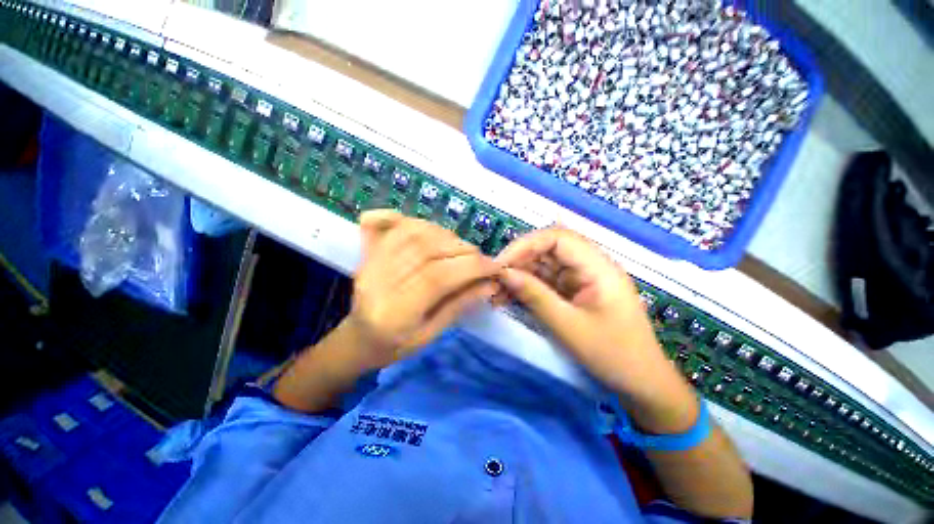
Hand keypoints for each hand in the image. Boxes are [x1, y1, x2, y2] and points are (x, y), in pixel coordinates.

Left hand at [348, 210, 501, 369]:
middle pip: (427, 250)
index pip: (437, 278)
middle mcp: (378, 281)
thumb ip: (459, 306)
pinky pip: (386, 222)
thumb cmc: (395, 345)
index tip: (493, 267)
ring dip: (445, 235)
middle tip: (480, 259)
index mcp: (394, 312)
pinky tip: (428, 230)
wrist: (358, 338)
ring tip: (459, 248)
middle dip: (463, 250)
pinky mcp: (367, 251)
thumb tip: (490, 283)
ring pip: (412, 232)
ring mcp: (369, 261)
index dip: (471, 267)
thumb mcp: (430, 335)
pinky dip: (412, 220)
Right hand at [495, 227, 680, 399]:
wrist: (641, 383)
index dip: (526, 245)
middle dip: (519, 260)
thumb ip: (535, 296)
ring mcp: (580, 278)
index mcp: (598, 267)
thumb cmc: (613, 355)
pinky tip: (508, 298)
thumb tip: (504, 274)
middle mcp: (589, 265)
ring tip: (496, 291)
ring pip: (543, 265)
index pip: (558, 237)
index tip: (502, 264)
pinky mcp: (573, 291)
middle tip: (494, 279)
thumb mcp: (569, 326)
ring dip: (519, 275)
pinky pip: (545, 282)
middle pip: (548, 249)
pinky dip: (526, 288)